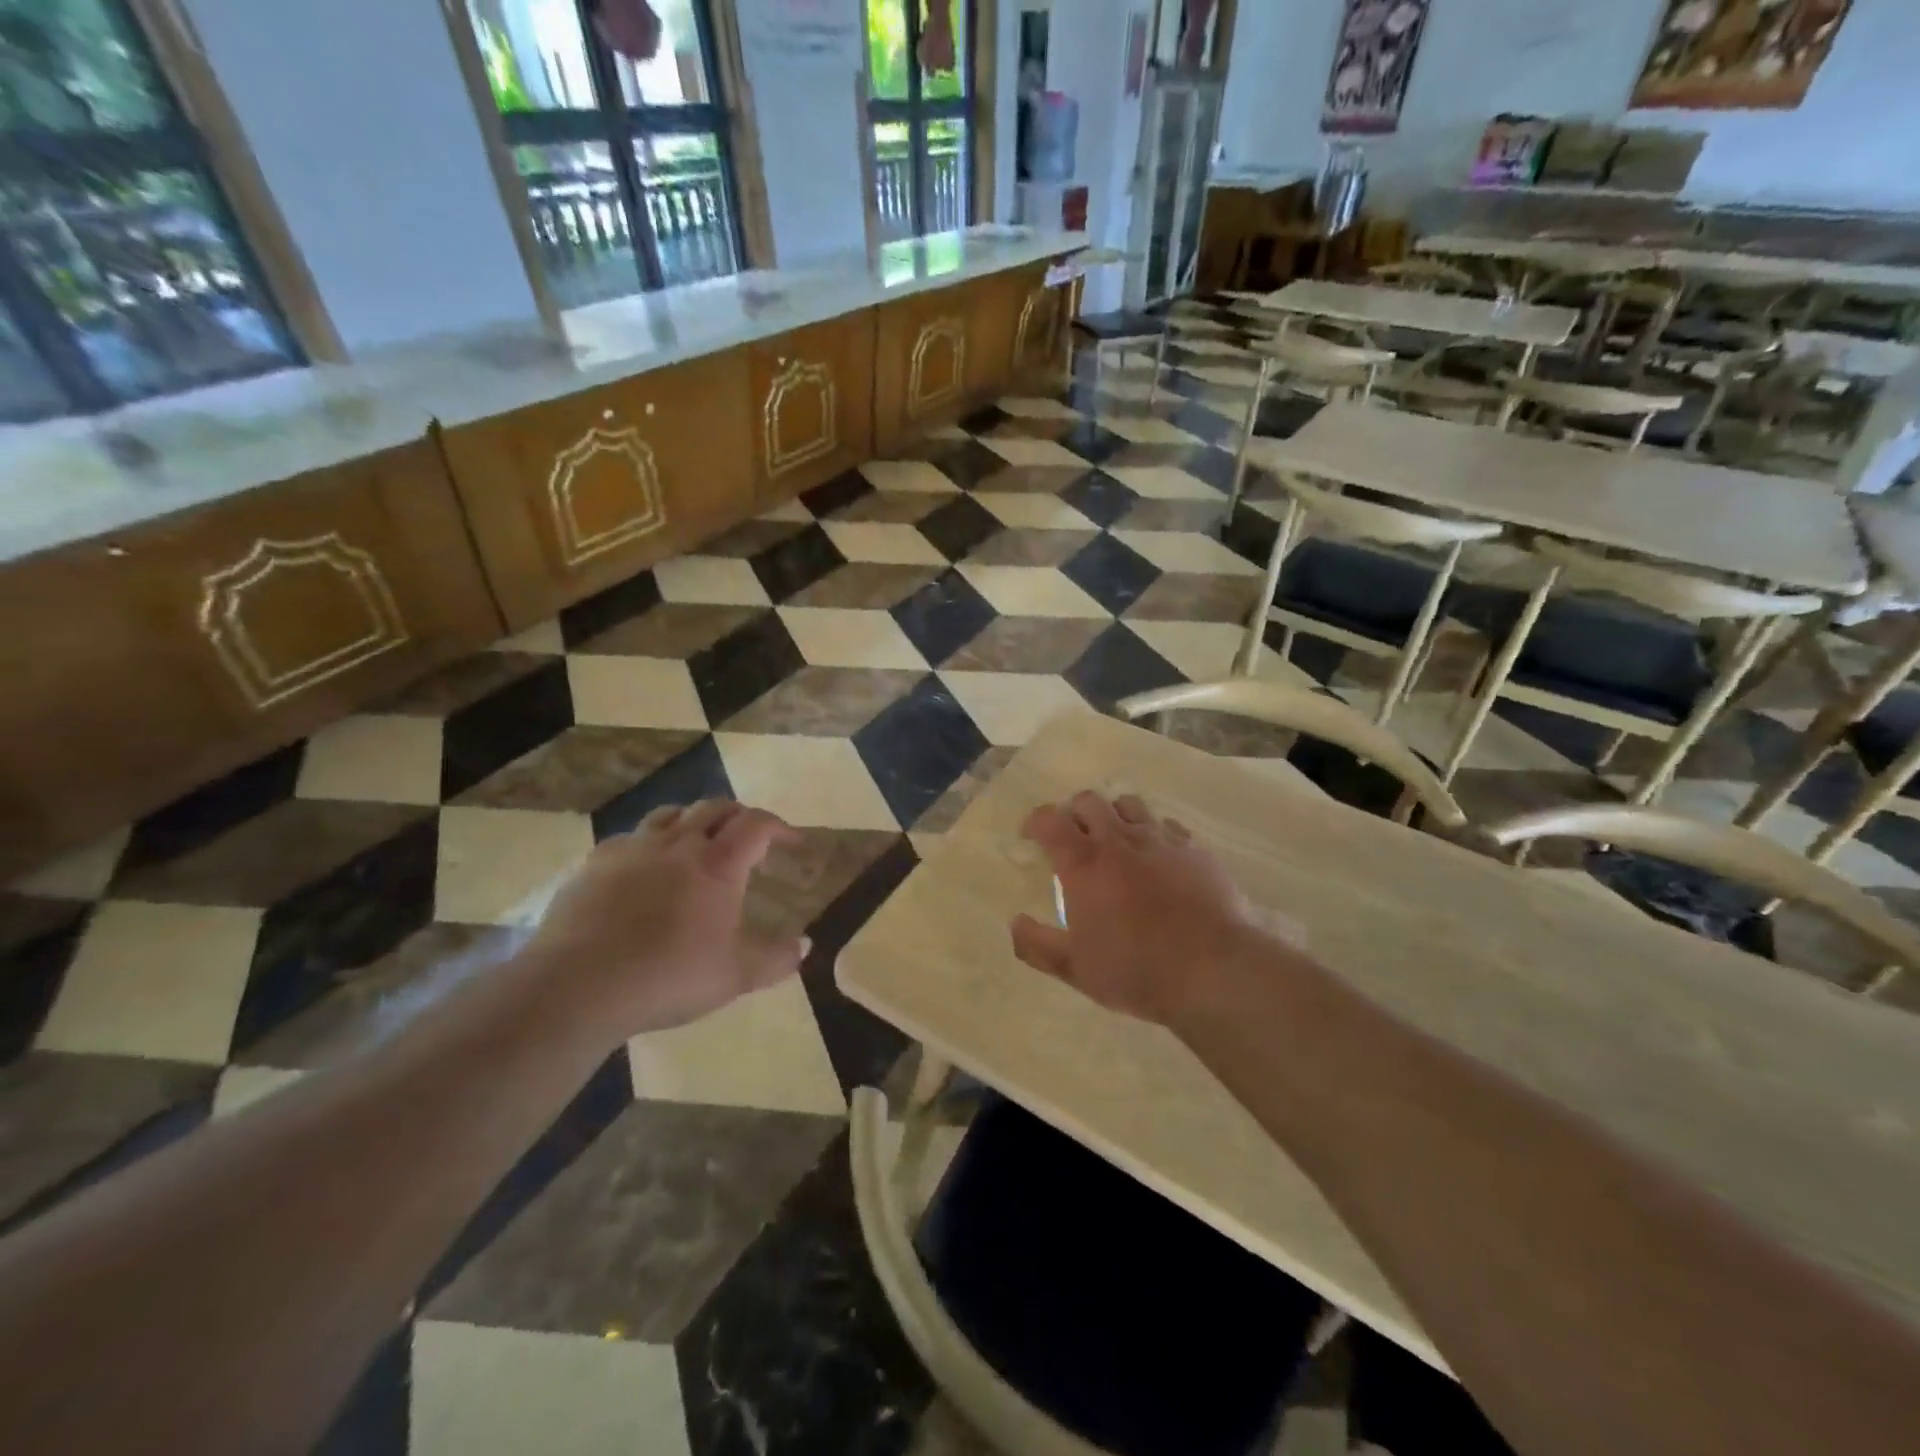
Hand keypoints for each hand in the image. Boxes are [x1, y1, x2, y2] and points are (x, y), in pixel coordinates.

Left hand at [525, 800, 806, 1037]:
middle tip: (748, 837)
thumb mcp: (735, 976)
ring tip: (697, 841)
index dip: (779, 826)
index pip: (757, 824)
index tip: (792, 840)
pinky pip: (630, 838)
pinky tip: (643, 869)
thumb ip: (776, 959)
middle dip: (738, 816)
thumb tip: (804, 946)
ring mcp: (633, 849)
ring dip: (692, 820)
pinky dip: (648, 844)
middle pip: (714, 808)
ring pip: (670, 814)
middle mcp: (678, 844)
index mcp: (718, 863)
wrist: (580, 984)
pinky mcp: (595, 864)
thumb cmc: (669, 975)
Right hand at [1009, 791, 1264, 1026]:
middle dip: (1074, 813)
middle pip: (1089, 801)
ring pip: (1129, 804)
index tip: (1031, 835)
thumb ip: (1037, 945)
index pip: (1049, 820)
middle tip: (1073, 838)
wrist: (1215, 970)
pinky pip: (1166, 825)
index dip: (1036, 821)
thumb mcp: (1076, 970)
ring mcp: (1160, 840)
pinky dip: (1152, 832)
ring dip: (1114, 815)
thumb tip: (1015, 923)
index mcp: (1084, 863)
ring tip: (1115, 841)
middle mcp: (1119, 840)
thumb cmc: (1137, 970)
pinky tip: (1157, 857)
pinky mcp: (1194, 849)